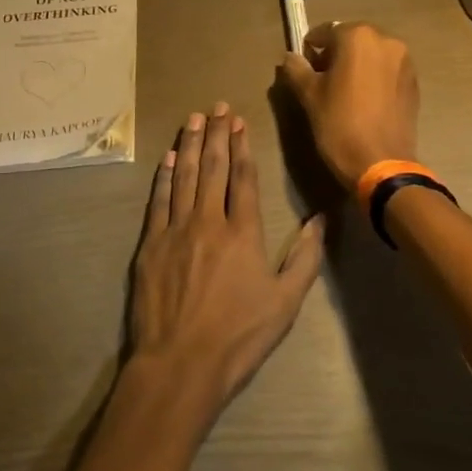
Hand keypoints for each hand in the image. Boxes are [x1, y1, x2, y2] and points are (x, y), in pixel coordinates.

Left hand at [128, 103, 324, 417]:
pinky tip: (170, 158)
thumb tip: (321, 219)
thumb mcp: (286, 302)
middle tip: (217, 106)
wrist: (180, 364)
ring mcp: (176, 230)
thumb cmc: (238, 336)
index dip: (242, 146)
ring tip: (194, 118)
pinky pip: (159, 200)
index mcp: (243, 232)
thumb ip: (305, 258)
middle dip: (217, 134)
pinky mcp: (151, 245)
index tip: (239, 121)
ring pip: (185, 177)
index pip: (243, 177)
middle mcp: (209, 221)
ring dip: (191, 145)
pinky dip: (165, 176)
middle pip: (214, 168)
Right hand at [278, 22, 419, 192]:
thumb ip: (296, 69)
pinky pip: (388, 70)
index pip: (326, 31)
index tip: (304, 67)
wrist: (382, 163)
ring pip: (372, 54)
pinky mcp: (414, 82)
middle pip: (352, 39)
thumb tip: (290, 57)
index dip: (312, 48)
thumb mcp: (309, 96)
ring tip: (345, 91)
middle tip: (322, 79)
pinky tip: (365, 100)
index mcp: (358, 37)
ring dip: (357, 64)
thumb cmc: (340, 124)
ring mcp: (405, 61)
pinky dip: (374, 76)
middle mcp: (386, 40)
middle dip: (336, 54)